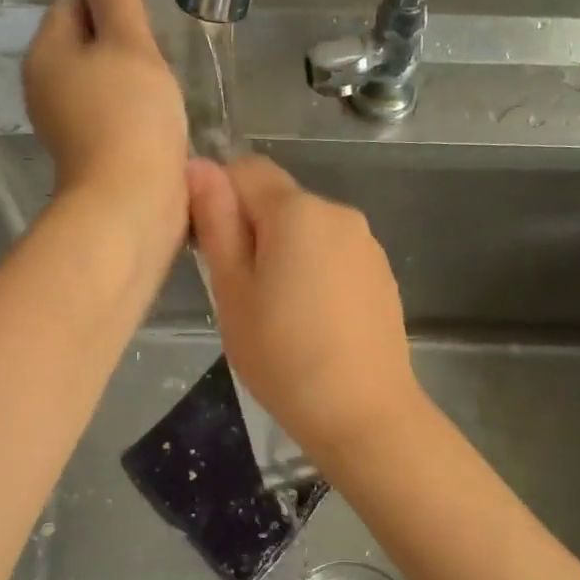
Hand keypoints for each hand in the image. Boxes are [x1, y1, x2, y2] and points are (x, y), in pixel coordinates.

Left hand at [25, 0, 187, 238]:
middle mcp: (43, 85)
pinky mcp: (85, 153)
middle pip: (86, 42)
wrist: (131, 202)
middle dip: (123, 46)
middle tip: (156, 65)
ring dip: (130, 81)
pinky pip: (108, 114)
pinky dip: (129, 113)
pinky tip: (155, 125)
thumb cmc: (131, 116)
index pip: (74, 2)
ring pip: (100, 80)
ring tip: (160, 97)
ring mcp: (62, 123)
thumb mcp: (130, 43)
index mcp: (46, 51)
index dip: (112, 6)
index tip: (145, 32)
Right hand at [187, 155, 422, 457]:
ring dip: (283, 251)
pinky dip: (314, 271)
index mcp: (298, 210)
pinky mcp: (381, 273)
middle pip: (278, 199)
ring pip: (306, 228)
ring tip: (276, 312)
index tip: (212, 249)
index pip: (245, 169)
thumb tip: (198, 165)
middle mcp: (338, 212)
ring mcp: (366, 243)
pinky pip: (333, 253)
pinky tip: (313, 321)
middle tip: (240, 290)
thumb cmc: (283, 356)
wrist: (364, 414)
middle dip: (251, 228)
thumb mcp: (232, 291)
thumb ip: (216, 223)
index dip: (219, 197)